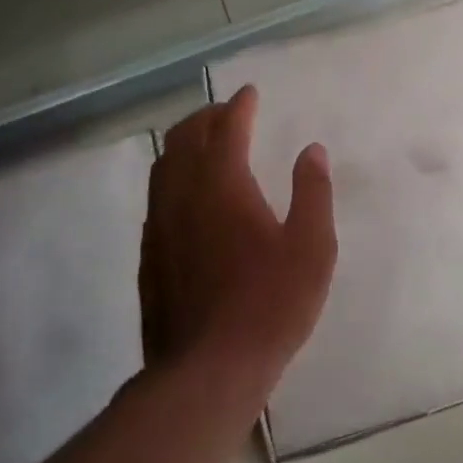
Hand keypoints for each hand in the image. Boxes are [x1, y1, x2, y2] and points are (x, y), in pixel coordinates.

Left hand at [140, 86, 336, 390]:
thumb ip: (313, 193)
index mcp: (223, 185)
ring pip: (163, 167)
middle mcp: (183, 196)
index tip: (249, 94)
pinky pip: (157, 198)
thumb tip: (312, 150)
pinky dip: (172, 179)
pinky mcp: (149, 256)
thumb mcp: (312, 247)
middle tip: (226, 114)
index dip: (239, 106)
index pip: (226, 129)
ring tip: (204, 145)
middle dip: (205, 118)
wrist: (209, 368)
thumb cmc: (271, 304)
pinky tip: (187, 197)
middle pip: (184, 139)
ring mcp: (160, 226)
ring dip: (183, 145)